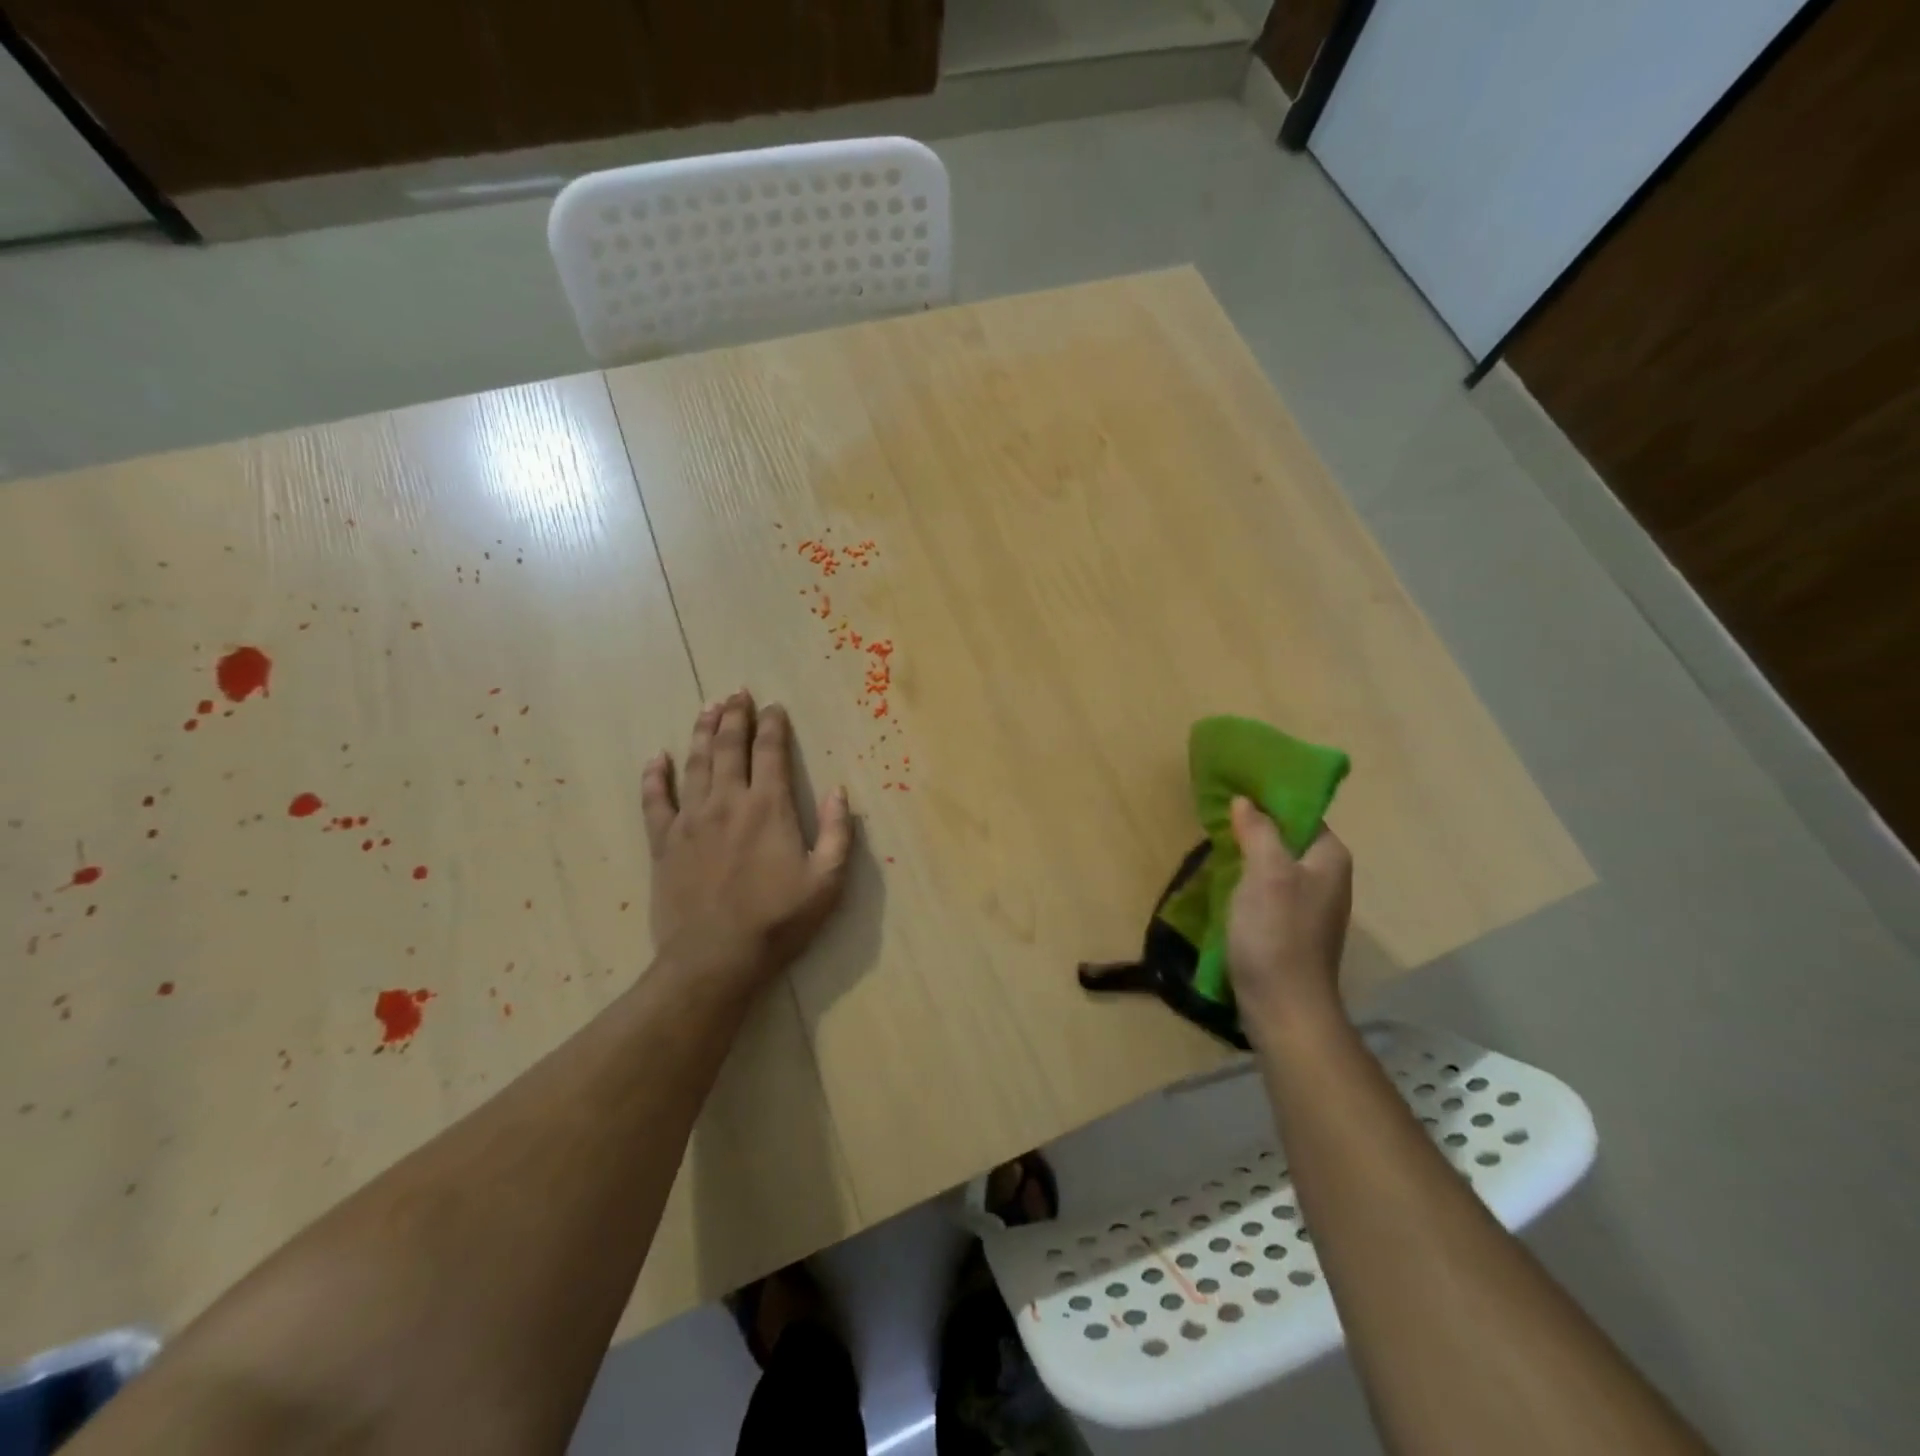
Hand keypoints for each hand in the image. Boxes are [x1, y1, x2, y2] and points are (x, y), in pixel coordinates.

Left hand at [642, 690, 852, 988]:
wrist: (715, 958)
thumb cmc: (778, 920)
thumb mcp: (827, 881)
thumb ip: (838, 833)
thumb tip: (840, 791)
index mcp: (768, 807)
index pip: (770, 752)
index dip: (773, 725)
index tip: (774, 707)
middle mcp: (727, 802)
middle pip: (729, 747)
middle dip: (735, 716)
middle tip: (737, 693)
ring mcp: (690, 820)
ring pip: (695, 763)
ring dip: (702, 732)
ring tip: (708, 708)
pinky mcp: (663, 842)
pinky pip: (655, 800)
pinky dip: (655, 776)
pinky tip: (656, 758)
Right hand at [1226, 797, 1351, 1038]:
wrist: (1284, 1007)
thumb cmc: (1277, 934)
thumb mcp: (1266, 873)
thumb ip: (1259, 831)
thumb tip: (1246, 801)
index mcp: (1329, 856)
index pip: (1300, 811)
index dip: (1268, 798)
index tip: (1232, 790)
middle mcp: (1326, 876)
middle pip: (1287, 836)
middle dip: (1253, 825)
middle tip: (1216, 816)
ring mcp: (1310, 904)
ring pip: (1275, 863)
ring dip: (1246, 853)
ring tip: (1212, 843)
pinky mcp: (1291, 927)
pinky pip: (1268, 889)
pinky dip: (1246, 879)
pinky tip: (1222, 881)